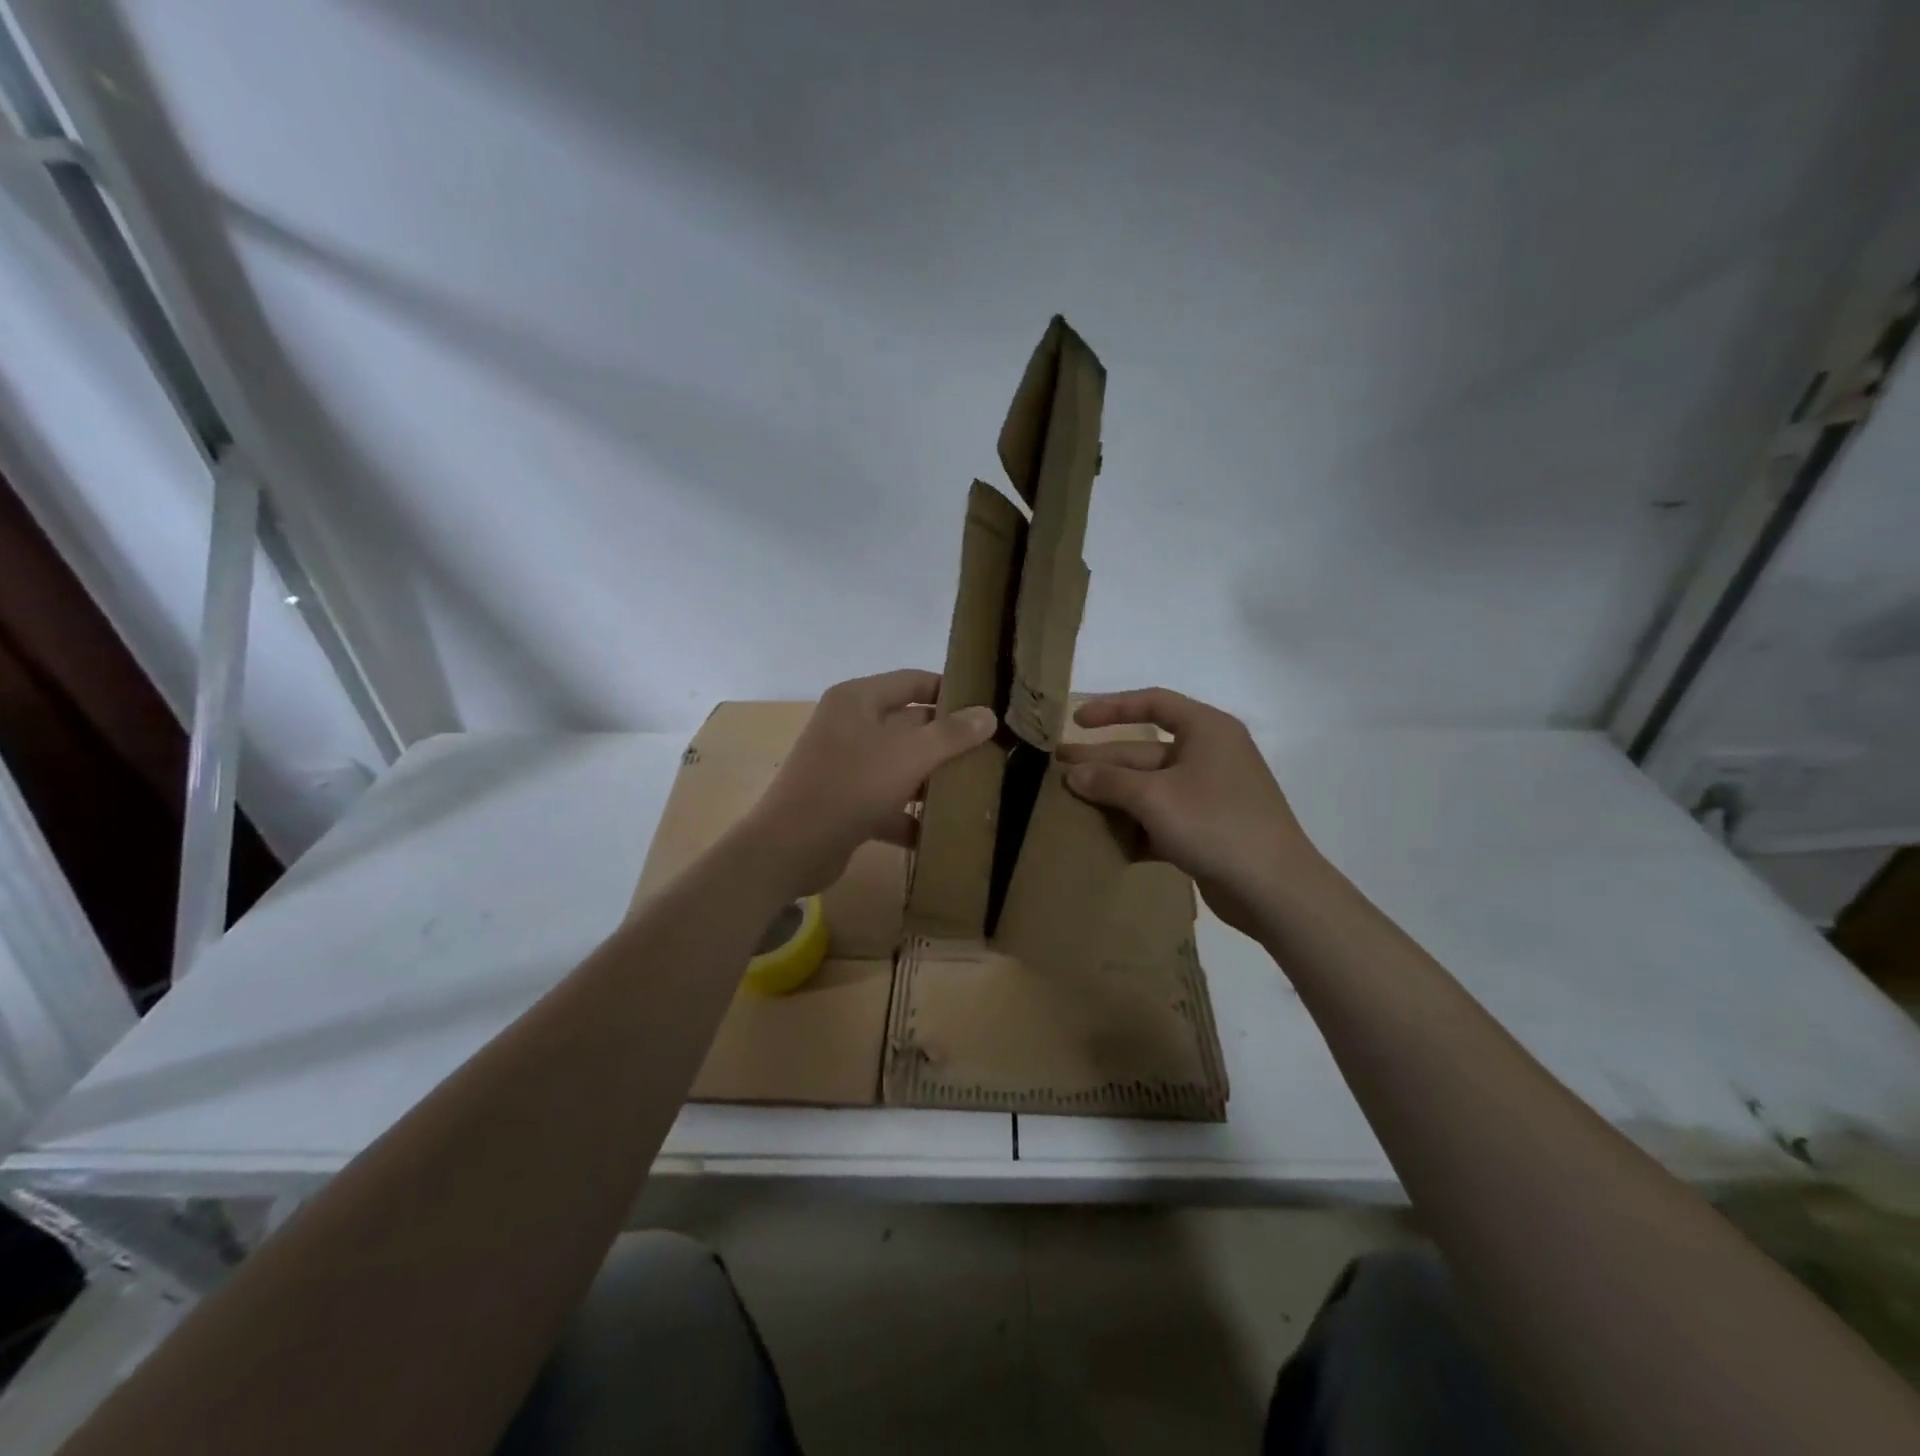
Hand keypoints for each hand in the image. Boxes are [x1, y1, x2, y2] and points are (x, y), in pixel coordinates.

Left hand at [746, 669, 996, 896]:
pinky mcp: (846, 802)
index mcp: (858, 700)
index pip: (913, 681)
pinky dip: (910, 816)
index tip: (987, 707)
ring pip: (900, 765)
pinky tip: (941, 832)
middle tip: (990, 752)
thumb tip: (988, 714)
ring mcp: (846, 766)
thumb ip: (951, 735)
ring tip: (976, 789)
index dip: (950, 691)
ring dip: (932, 780)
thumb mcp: (909, 755)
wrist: (791, 848)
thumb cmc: (851, 786)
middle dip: (947, 741)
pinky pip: (887, 801)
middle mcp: (850, 726)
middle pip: (909, 724)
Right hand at [1058, 687, 1321, 936]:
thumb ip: (1110, 781)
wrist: (1273, 889)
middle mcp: (1209, 755)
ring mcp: (1209, 794)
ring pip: (1150, 787)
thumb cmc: (1215, 824)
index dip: (1112, 708)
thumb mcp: (1154, 798)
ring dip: (1113, 796)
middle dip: (1102, 761)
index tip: (1077, 721)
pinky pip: (1161, 817)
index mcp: (1206, 730)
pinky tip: (1102, 838)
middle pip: (1144, 750)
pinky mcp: (1206, 829)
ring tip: (1071, 804)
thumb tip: (1073, 774)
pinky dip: (1134, 825)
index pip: (1154, 703)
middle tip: (1058, 767)